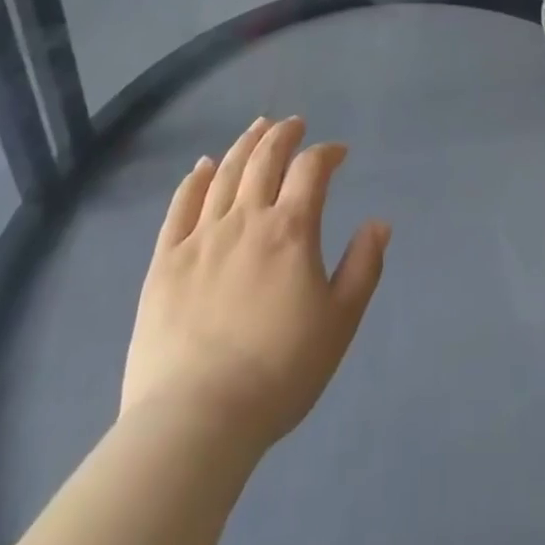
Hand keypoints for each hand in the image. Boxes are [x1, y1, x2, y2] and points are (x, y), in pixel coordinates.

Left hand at [120, 117, 390, 454]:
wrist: (195, 421)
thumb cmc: (278, 372)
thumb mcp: (339, 323)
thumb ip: (363, 267)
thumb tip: (379, 223)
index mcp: (290, 229)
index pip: (311, 169)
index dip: (327, 153)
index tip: (338, 153)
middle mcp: (245, 219)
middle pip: (265, 158)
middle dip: (283, 134)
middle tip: (294, 124)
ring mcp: (201, 237)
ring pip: (224, 173)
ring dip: (245, 144)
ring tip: (257, 127)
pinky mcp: (165, 261)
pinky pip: (180, 206)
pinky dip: (194, 179)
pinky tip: (203, 165)